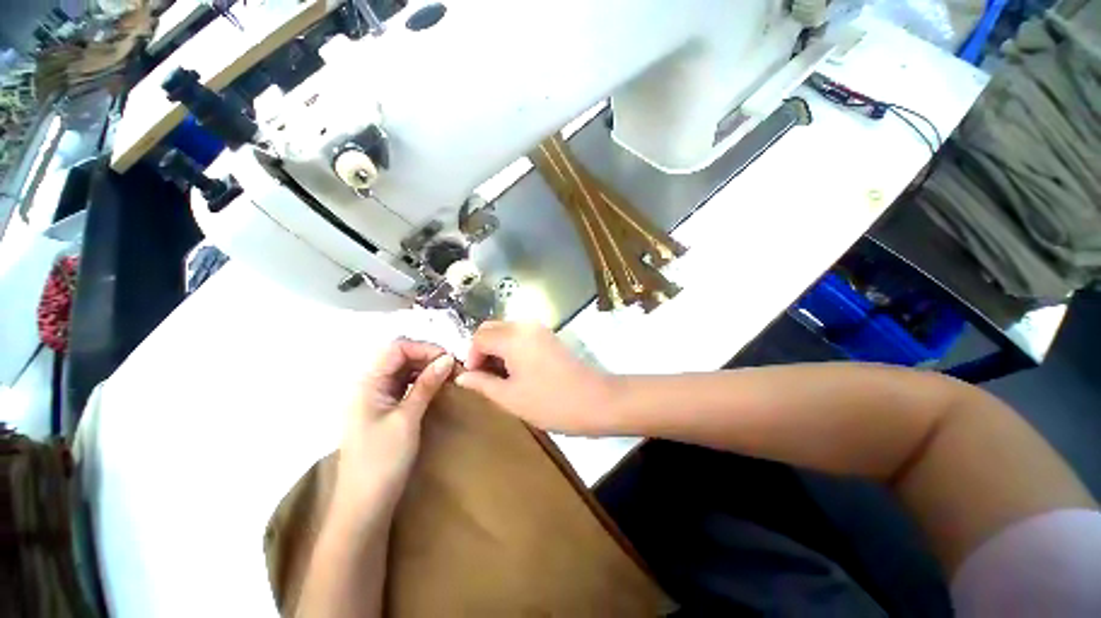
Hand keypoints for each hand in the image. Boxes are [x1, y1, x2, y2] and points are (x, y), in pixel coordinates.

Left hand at [332, 339, 454, 522]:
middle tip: (453, 368)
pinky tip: (437, 387)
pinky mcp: (384, 409)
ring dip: (427, 368)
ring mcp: (376, 397)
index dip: (424, 348)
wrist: (365, 505)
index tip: (449, 359)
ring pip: (404, 370)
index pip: (396, 348)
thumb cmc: (382, 461)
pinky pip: (404, 385)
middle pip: (400, 356)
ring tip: (449, 376)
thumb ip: (426, 385)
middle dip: (428, 357)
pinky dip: (422, 382)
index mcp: (367, 383)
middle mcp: (370, 385)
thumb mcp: (408, 418)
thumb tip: (447, 358)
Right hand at [455, 322, 616, 434]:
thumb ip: (482, 383)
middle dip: (482, 350)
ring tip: (502, 376)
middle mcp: (525, 325)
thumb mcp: (510, 397)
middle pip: (492, 329)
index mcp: (513, 337)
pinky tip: (518, 370)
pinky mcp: (549, 336)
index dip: (471, 357)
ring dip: (497, 349)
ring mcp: (540, 329)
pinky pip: (521, 335)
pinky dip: (512, 348)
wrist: (595, 400)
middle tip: (486, 377)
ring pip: (506, 331)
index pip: (479, 337)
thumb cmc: (549, 402)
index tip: (476, 379)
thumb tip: (462, 376)